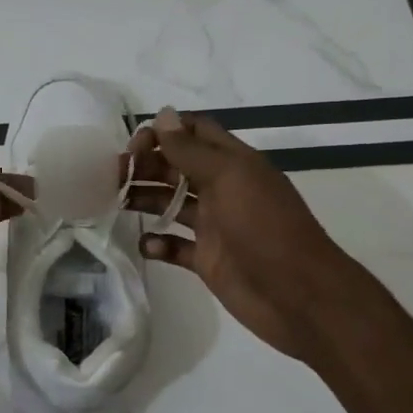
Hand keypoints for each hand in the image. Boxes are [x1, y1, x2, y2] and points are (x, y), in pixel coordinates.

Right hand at [125, 108, 377, 363]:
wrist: (299, 296)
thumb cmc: (265, 228)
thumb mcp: (229, 178)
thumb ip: (192, 150)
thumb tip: (163, 116)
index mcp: (232, 164)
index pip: (194, 133)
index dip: (163, 132)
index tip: (134, 146)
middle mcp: (222, 190)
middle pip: (176, 167)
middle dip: (145, 165)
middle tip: (113, 176)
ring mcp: (215, 226)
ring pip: (172, 204)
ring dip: (144, 199)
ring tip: (116, 202)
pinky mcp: (207, 260)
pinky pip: (175, 246)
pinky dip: (157, 243)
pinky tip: (146, 244)